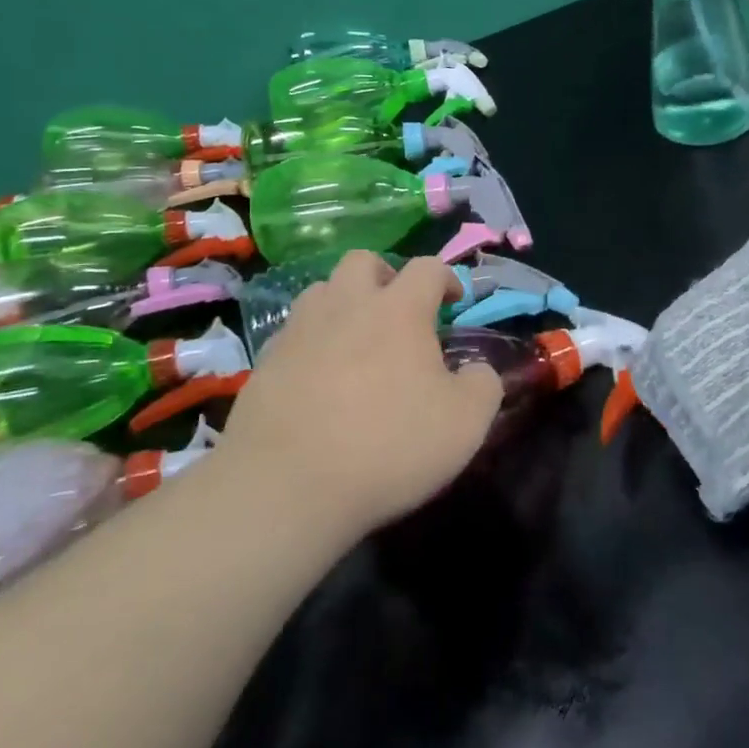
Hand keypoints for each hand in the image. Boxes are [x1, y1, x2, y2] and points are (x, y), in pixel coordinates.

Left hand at [218, 252, 504, 539]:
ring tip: (356, 342)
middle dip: (385, 276)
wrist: (287, 485)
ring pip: (321, 291)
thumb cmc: (388, 446)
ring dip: (343, 304)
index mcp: (398, 310)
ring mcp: (298, 330)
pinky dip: (312, 343)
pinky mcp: (265, 362)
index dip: (446, 278)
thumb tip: (477, 370)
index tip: (454, 301)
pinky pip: (293, 334)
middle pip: (363, 261)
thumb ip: (483, 385)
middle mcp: (345, 305)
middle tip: (398, 312)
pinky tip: (318, 379)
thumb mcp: (465, 424)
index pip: (427, 268)